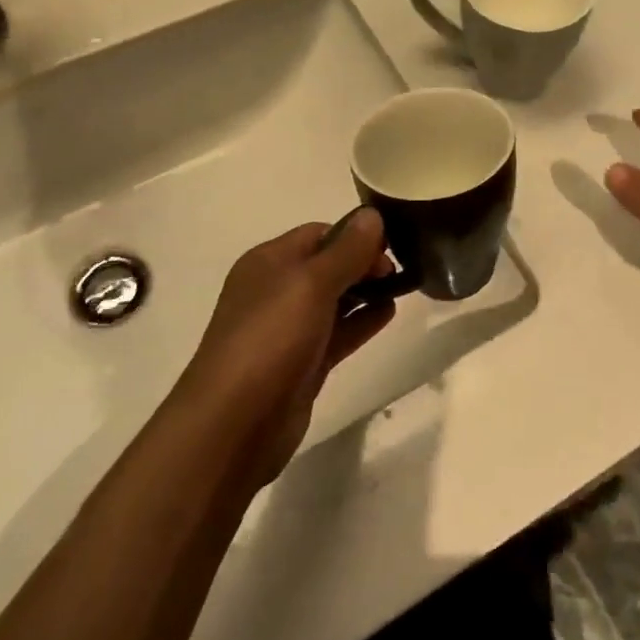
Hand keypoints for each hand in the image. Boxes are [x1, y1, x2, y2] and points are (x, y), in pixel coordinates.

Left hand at [180, 210, 396, 485]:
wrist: (234, 424)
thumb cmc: (270, 339)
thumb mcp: (311, 284)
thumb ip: (346, 250)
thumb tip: (373, 215)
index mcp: (269, 262)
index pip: (319, 233)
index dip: (355, 235)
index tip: (391, 244)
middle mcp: (276, 290)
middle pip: (327, 264)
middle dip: (363, 262)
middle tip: (399, 270)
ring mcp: (288, 329)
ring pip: (334, 300)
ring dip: (366, 290)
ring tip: (404, 287)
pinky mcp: (302, 364)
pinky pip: (338, 332)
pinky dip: (362, 320)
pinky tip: (388, 313)